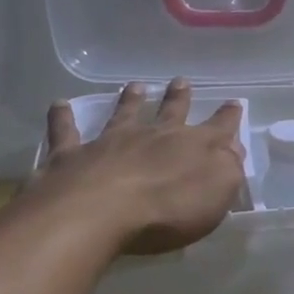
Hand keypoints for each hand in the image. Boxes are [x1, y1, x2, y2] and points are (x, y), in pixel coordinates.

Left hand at [29, 78, 245, 255]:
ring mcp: (111, 142)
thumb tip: (233, 147)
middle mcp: (154, 136)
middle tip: (181, 81)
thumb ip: (229, 167)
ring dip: (130, 100)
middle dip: (179, 98)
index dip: (228, 117)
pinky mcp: (72, 156)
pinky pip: (66, 132)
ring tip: (135, 86)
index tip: (234, 103)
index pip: (219, 128)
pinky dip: (62, 118)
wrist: (100, 211)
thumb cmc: (169, 209)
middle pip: (171, 112)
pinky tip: (59, 105)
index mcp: (193, 147)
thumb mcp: (218, 191)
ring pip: (124, 114)